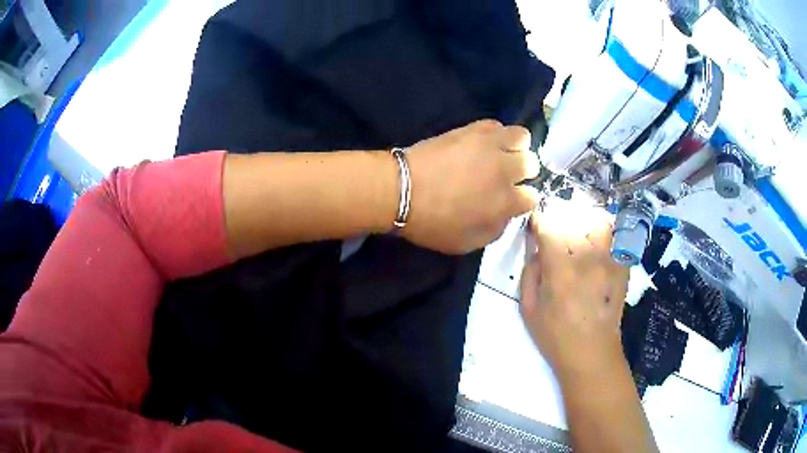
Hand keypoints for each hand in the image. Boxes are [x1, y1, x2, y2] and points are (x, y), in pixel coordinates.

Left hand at [401, 120, 539, 254]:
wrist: (402, 191)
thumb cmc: (433, 223)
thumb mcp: (467, 243)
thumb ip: (496, 230)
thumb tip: (507, 215)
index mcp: (506, 202)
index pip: (532, 198)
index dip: (522, 200)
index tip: (511, 200)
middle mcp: (505, 170)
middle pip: (532, 163)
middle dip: (523, 172)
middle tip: (505, 176)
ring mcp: (490, 146)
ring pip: (522, 137)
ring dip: (515, 147)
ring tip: (501, 154)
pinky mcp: (472, 129)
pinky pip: (496, 124)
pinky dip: (496, 133)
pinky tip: (484, 143)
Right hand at [519, 202, 628, 378]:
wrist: (592, 353)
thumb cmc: (555, 335)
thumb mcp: (529, 308)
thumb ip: (530, 272)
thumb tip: (536, 247)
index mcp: (560, 270)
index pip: (549, 226)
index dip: (539, 221)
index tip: (535, 226)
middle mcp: (587, 259)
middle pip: (574, 219)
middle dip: (561, 222)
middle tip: (556, 235)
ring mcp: (609, 262)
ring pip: (600, 223)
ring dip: (587, 223)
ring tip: (580, 236)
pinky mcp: (622, 267)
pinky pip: (617, 239)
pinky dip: (606, 236)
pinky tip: (598, 249)